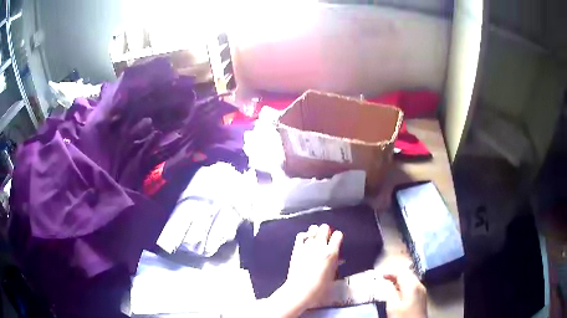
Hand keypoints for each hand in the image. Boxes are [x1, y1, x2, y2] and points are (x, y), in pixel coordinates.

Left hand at [282, 224, 342, 310]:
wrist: (300, 290)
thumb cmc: (319, 287)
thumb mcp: (333, 275)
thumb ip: (335, 263)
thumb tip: (338, 259)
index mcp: (331, 253)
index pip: (338, 235)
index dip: (337, 237)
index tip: (336, 241)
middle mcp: (320, 246)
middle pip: (325, 228)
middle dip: (326, 232)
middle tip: (326, 239)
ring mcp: (307, 246)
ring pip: (313, 229)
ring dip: (315, 233)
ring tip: (315, 238)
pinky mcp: (297, 249)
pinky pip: (300, 235)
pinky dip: (304, 236)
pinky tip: (305, 241)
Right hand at [382, 269, 426, 317]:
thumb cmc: (403, 317)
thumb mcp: (393, 306)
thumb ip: (390, 292)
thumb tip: (388, 284)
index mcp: (412, 286)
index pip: (401, 273)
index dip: (391, 273)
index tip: (382, 276)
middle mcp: (419, 285)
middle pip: (407, 275)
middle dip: (396, 276)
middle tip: (385, 279)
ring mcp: (422, 291)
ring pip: (411, 280)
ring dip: (400, 281)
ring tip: (390, 285)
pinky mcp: (422, 297)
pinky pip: (413, 286)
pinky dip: (405, 286)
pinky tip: (399, 292)